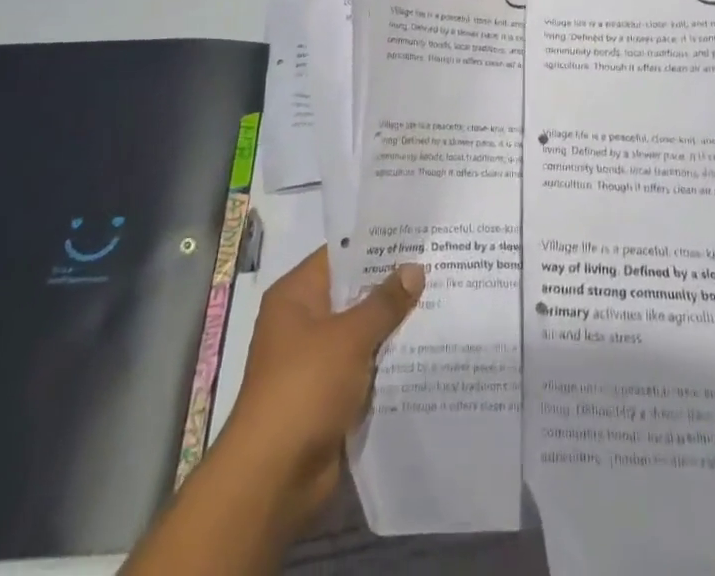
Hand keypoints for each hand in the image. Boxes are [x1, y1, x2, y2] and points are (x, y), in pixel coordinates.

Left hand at [222, 248, 425, 529]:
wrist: (273, 478)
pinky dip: (387, 363)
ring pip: (361, 333)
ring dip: (392, 327)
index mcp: (295, 295)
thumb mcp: (349, 337)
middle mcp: (302, 322)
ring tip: (441, 304)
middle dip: (391, 287)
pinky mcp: (327, 396)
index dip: (376, 245)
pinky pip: (363, 368)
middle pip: (352, 293)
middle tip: (437, 267)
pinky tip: (424, 352)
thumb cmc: (304, 388)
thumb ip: (384, 302)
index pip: (340, 255)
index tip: (415, 236)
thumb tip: (415, 268)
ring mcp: (314, 361)